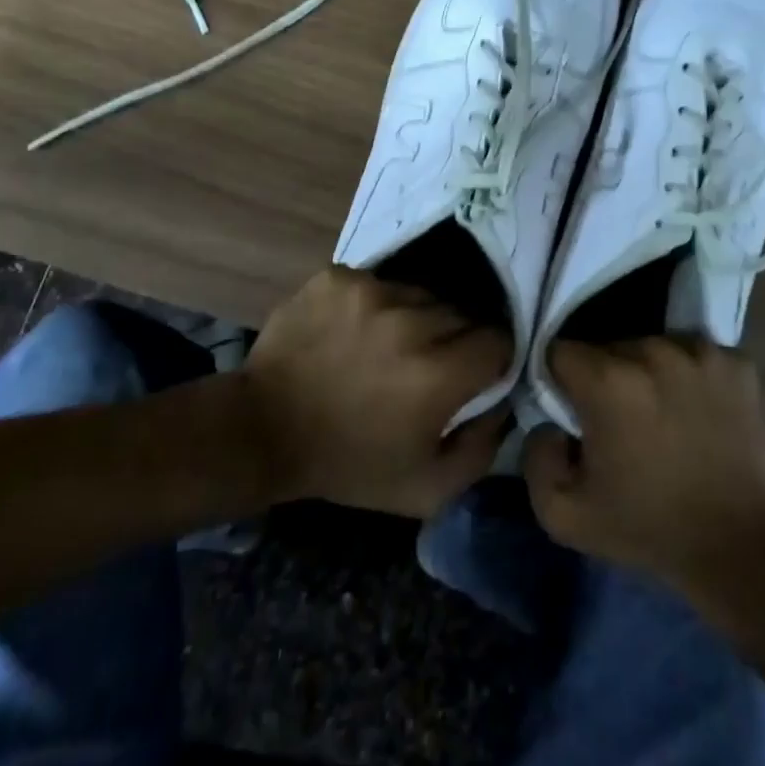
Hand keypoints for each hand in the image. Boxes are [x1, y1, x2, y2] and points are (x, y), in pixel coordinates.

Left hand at [241, 267, 510, 517]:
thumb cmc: (348, 463)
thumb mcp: (426, 489)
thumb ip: (481, 449)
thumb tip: (502, 402)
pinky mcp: (338, 276)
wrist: (263, 429)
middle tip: (425, 365)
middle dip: (454, 339)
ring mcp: (370, 291)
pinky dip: (375, 305)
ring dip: (415, 318)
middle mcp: (411, 321)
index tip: (473, 375)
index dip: (491, 360)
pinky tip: (354, 331)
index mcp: (437, 373)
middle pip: (462, 315)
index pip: (498, 341)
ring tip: (388, 345)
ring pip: (421, 294)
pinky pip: (379, 282)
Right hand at [524, 336, 764, 596]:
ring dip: (649, 373)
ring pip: (653, 346)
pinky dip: (692, 376)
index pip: (561, 352)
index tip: (573, 410)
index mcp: (608, 380)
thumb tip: (547, 422)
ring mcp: (700, 353)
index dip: (560, 380)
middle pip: (609, 347)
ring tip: (661, 414)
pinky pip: (697, 355)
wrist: (737, 548)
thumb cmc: (646, 527)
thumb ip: (535, 457)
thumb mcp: (563, 514)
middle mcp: (653, 351)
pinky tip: (697, 410)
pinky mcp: (736, 363)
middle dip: (605, 377)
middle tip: (619, 419)